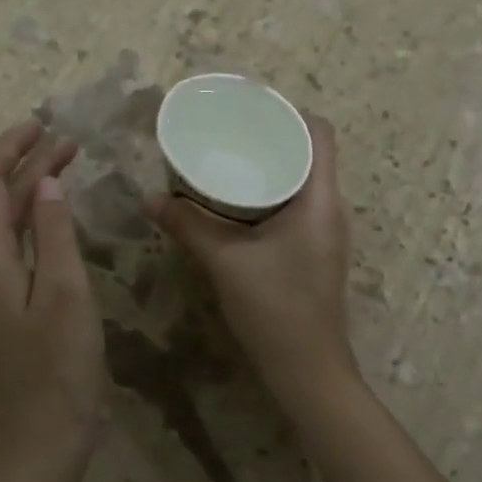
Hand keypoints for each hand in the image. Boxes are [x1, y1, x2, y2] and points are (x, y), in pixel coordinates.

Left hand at [0, 120, 104, 462]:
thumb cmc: (57, 366)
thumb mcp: (65, 291)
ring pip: (2, 224)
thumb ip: (54, 232)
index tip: (42, 124)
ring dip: (30, 192)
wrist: (40, 438)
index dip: (10, 149)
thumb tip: (47, 182)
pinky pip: (10, 248)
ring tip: (66, 167)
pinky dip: (32, 222)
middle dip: (26, 166)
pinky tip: (56, 219)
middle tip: (69, 142)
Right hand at [145, 115, 359, 397]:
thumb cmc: (275, 307)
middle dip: (272, 139)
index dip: (290, 114)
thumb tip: (150, 199)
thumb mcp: (225, 260)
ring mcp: (326, 233)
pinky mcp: (316, 252)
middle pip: (310, 154)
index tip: (251, 111)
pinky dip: (272, 195)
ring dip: (271, 168)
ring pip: (303, 182)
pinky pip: (297, 206)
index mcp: (320, 199)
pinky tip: (239, 204)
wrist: (307, 370)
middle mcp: (331, 209)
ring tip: (231, 161)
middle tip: (230, 134)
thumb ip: (188, 226)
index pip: (321, 133)